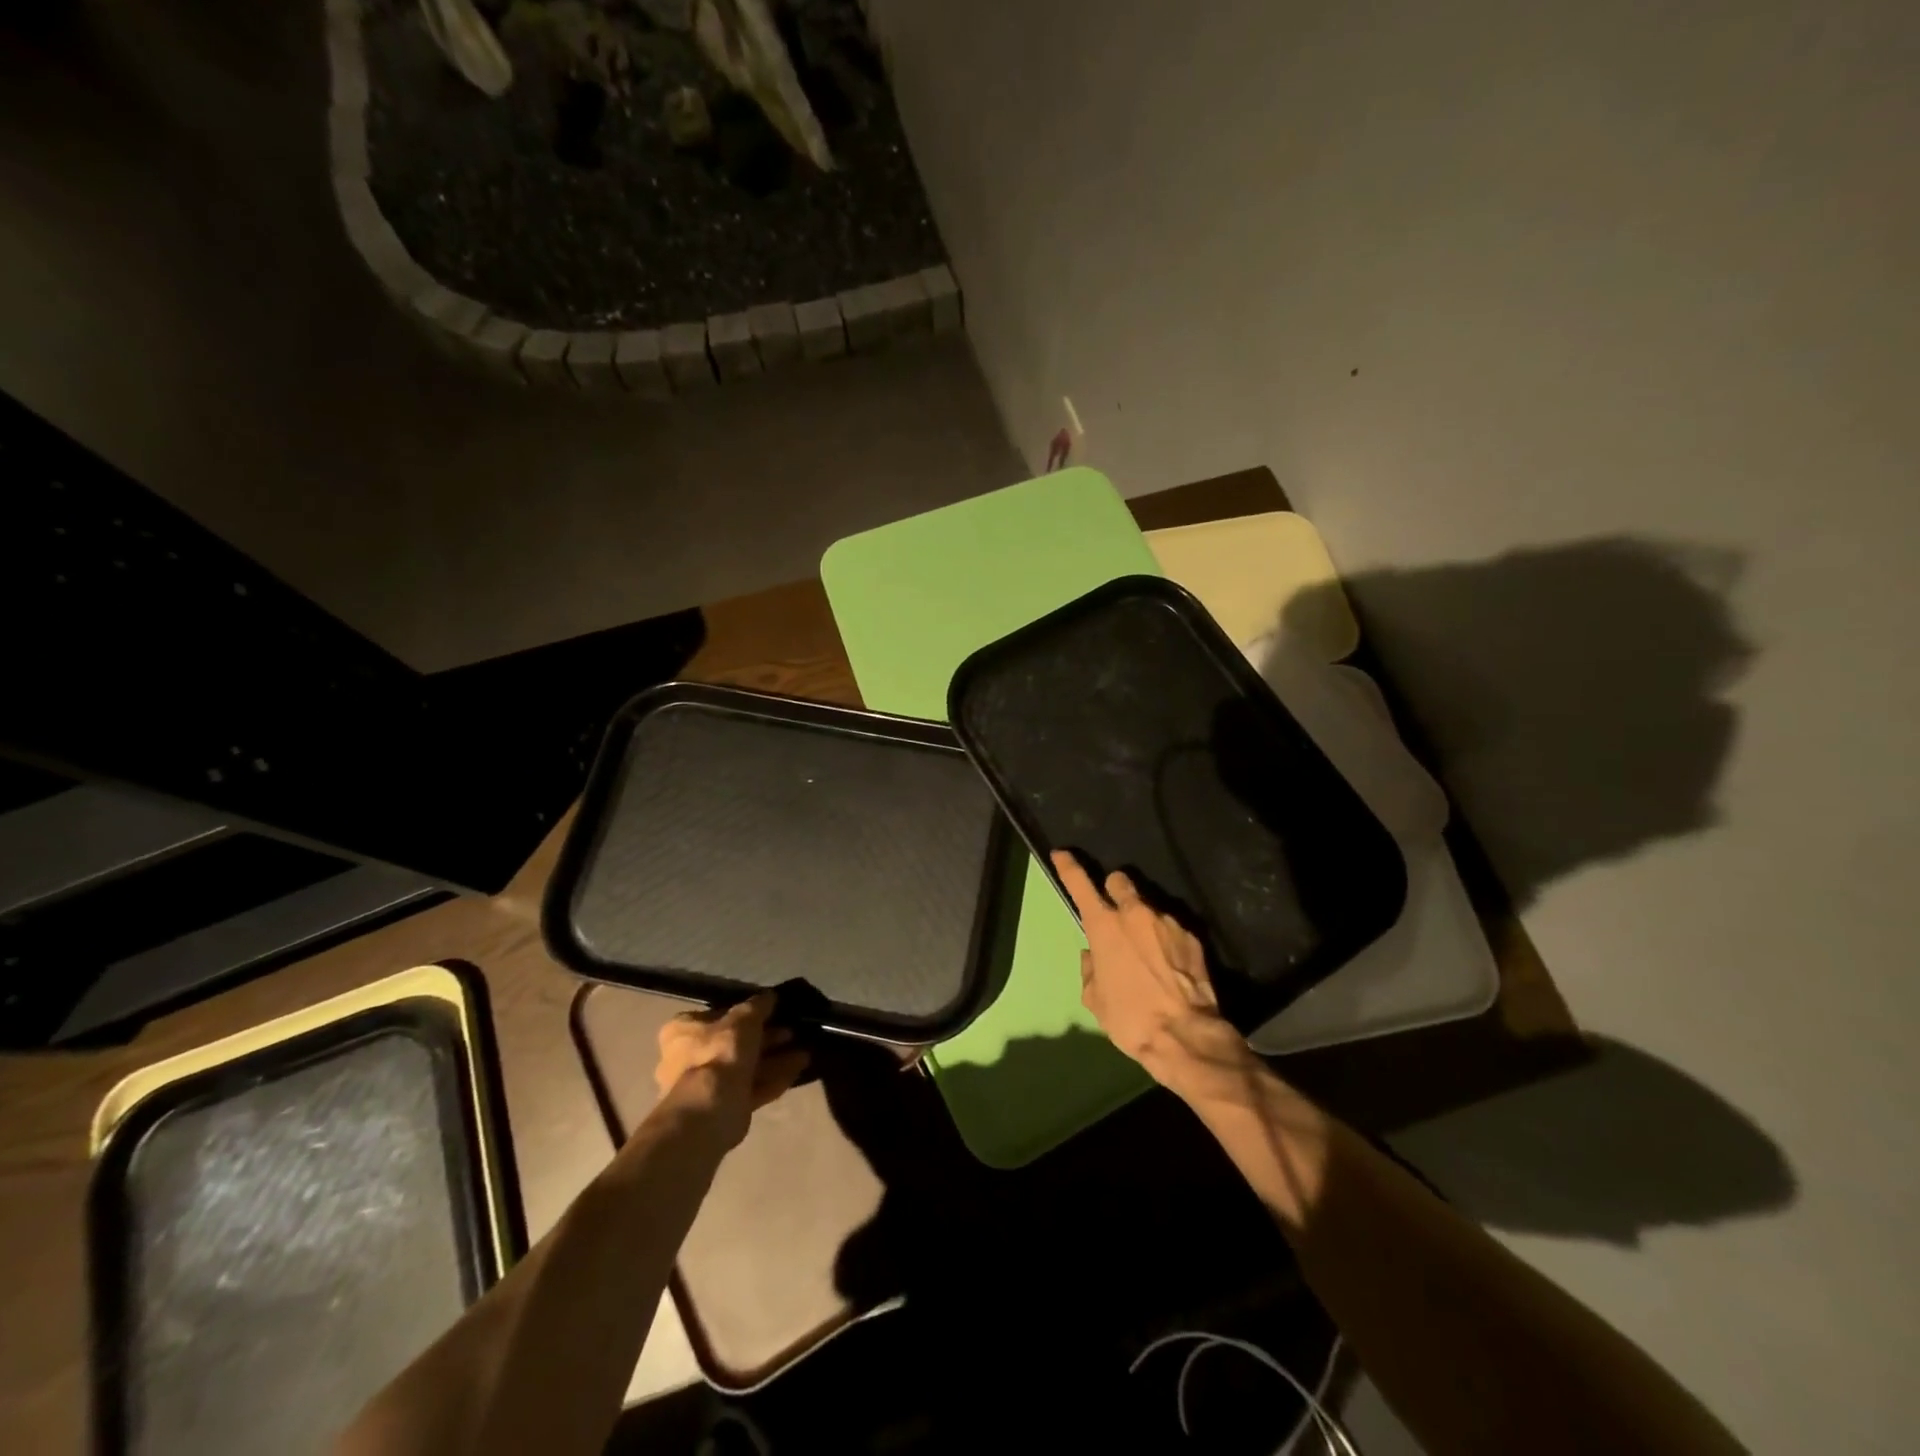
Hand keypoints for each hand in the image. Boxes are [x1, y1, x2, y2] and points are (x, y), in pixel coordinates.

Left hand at [654, 993, 809, 1148]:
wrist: (710, 1109)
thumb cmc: (720, 1052)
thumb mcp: (744, 1018)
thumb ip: (758, 1005)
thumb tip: (769, 996)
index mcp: (683, 1032)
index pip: (717, 1016)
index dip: (747, 1014)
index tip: (772, 1013)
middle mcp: (687, 1059)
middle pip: (734, 1043)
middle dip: (766, 1038)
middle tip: (792, 1032)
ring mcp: (704, 1086)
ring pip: (745, 1067)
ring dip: (774, 1059)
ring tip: (804, 1051)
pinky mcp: (722, 1107)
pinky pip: (751, 1087)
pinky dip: (774, 1078)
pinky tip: (799, 1069)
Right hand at [1051, 850, 1257, 1099]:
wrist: (1185, 1035)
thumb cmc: (1130, 1017)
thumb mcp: (1095, 999)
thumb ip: (1090, 969)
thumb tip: (1093, 957)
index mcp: (1104, 926)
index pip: (1079, 884)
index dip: (1068, 866)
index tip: (1061, 854)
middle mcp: (1135, 913)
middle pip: (1120, 881)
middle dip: (1114, 891)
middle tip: (1115, 913)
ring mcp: (1167, 921)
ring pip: (1149, 907)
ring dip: (1143, 921)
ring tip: (1148, 953)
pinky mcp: (1193, 936)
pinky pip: (1172, 929)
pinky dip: (1166, 940)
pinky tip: (1170, 965)